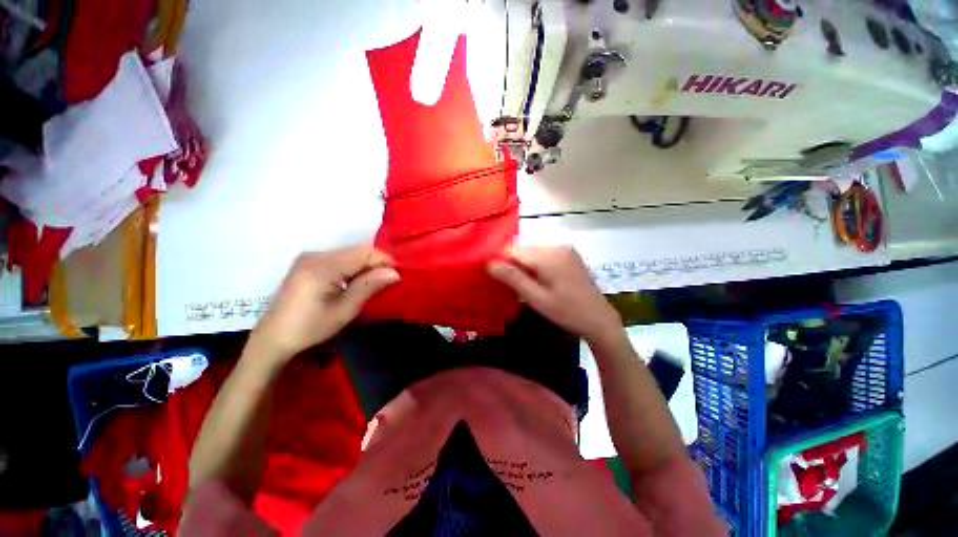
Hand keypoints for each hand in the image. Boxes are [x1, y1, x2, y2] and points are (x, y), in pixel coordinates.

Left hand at [251, 245, 399, 359]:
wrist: (273, 338)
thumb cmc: (310, 328)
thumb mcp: (345, 310)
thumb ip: (369, 286)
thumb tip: (395, 273)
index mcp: (323, 266)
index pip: (364, 252)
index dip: (384, 260)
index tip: (397, 275)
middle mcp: (315, 255)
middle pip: (356, 251)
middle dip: (375, 263)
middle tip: (387, 282)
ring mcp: (309, 257)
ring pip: (349, 254)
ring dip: (364, 266)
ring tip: (372, 284)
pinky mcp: (307, 263)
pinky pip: (338, 259)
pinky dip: (352, 268)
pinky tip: (353, 282)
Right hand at [487, 246, 622, 344]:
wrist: (600, 320)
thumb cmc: (567, 312)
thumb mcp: (537, 299)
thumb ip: (513, 279)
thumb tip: (489, 263)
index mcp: (548, 256)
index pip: (513, 250)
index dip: (501, 262)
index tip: (495, 278)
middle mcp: (557, 246)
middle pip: (523, 250)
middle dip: (513, 264)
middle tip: (510, 287)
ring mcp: (565, 250)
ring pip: (532, 252)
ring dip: (524, 266)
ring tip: (524, 286)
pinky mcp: (569, 255)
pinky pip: (544, 255)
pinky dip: (536, 265)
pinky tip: (538, 281)